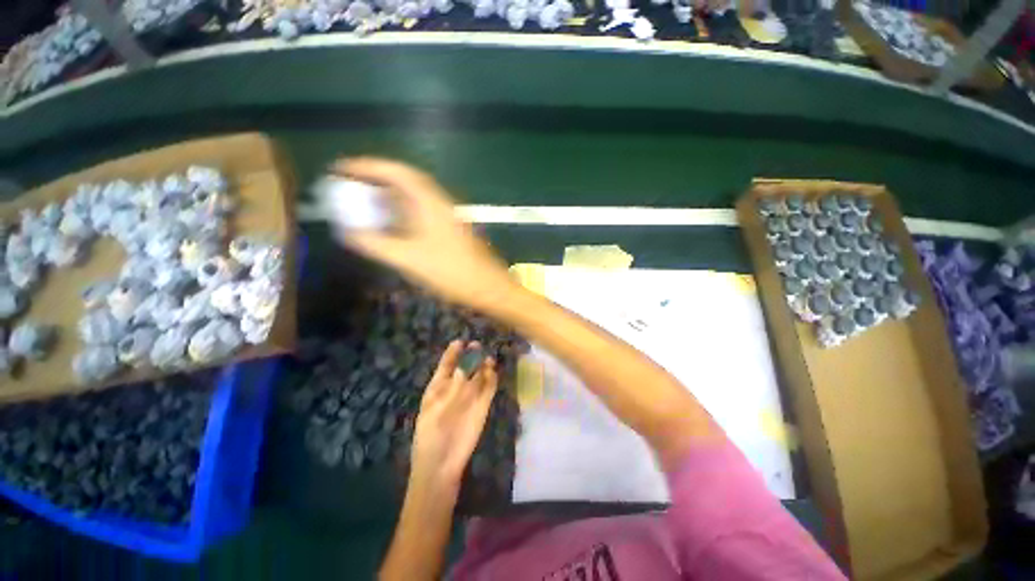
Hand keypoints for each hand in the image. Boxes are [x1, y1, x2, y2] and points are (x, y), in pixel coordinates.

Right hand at [332, 158, 516, 310]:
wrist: (489, 287)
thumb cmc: (452, 272)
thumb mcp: (410, 259)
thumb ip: (376, 244)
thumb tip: (347, 232)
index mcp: (431, 203)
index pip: (398, 172)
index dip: (368, 166)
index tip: (341, 169)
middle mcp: (440, 204)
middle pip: (405, 182)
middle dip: (375, 181)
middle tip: (349, 187)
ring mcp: (447, 217)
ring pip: (413, 200)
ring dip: (388, 199)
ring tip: (363, 205)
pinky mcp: (450, 231)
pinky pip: (421, 214)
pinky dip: (401, 215)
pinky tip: (390, 227)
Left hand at [411, 340, 497, 486]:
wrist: (442, 464)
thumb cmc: (430, 436)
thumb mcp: (435, 410)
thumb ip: (452, 389)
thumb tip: (463, 368)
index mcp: (437, 387)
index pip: (446, 364)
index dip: (453, 353)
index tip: (460, 341)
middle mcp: (455, 388)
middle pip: (465, 367)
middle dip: (471, 356)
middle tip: (478, 347)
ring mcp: (470, 397)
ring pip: (479, 375)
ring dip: (484, 366)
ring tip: (487, 359)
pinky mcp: (483, 406)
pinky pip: (489, 388)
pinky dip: (492, 379)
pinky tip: (493, 372)